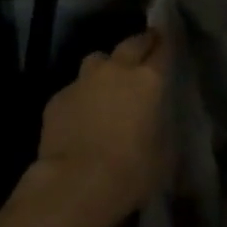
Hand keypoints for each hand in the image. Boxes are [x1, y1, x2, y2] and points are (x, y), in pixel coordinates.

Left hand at [24, 30, 169, 226]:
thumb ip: (163, 128)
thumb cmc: (132, 172)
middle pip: (131, 43)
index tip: (169, 40)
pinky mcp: (57, 99)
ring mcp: (84, 81)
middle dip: (140, 44)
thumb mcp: (165, 154)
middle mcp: (116, 70)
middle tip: (145, 52)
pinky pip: (74, 88)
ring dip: (106, 68)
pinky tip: (81, 117)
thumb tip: (158, 124)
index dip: (167, 43)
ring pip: (98, 60)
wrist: (75, 186)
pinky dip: (81, 97)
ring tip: (109, 85)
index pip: (163, 48)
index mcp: (149, 80)